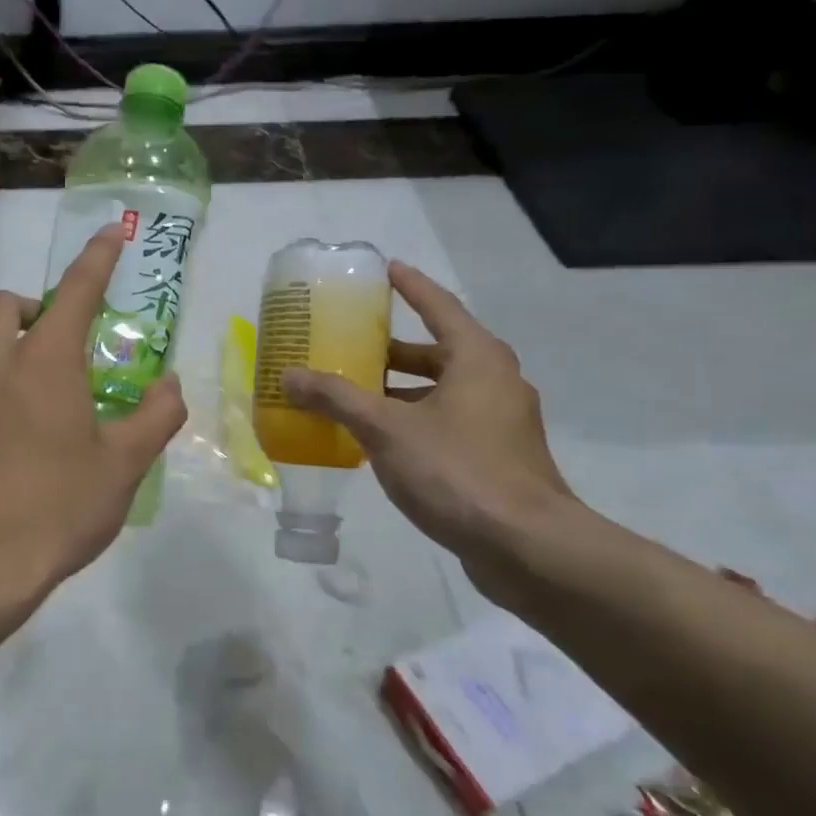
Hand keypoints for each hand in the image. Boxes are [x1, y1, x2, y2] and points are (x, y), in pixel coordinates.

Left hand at [0, 226, 186, 627]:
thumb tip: (170, 385)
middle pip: (2, 305)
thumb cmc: (57, 507)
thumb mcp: (123, 465)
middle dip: (33, 306)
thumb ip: (155, 416)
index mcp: (42, 361)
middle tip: (64, 344)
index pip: (74, 290)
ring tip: (45, 405)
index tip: (113, 233)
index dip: (97, 257)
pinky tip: (14, 443)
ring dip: (11, 351)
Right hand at [282, 261, 570, 556]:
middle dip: (394, 349)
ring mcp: (501, 422)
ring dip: (401, 390)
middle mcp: (495, 381)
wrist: (526, 546)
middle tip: (352, 344)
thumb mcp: (386, 429)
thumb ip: (337, 398)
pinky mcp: (498, 457)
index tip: (387, 269)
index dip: (411, 286)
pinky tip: (380, 441)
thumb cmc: (457, 471)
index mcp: (478, 358)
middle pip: (439, 351)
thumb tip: (289, 375)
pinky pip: (448, 422)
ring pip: (442, 391)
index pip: (439, 306)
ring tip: (354, 394)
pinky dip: (414, 420)